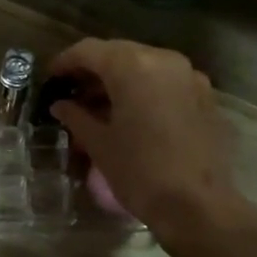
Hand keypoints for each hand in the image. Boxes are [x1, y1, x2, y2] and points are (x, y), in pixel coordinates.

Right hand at [45, 38, 254, 242]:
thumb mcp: (99, 144)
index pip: (89, 50)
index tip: (51, 78)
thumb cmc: (140, 172)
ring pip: (145, 66)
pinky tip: (133, 115)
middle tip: (73, 92)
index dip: (65, 61)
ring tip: (99, 106)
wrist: (198, 206)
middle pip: (119, 54)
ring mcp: (190, 77)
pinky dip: (145, 91)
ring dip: (120, 80)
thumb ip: (76, 117)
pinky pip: (167, 83)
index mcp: (132, 66)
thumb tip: (61, 105)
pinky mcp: (205, 97)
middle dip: (93, 70)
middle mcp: (164, 60)